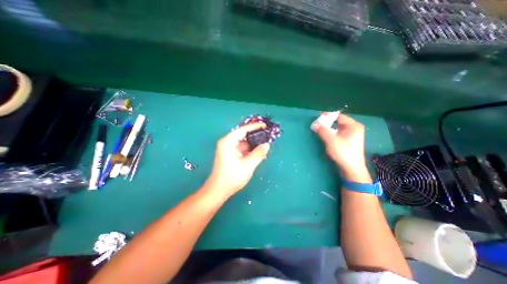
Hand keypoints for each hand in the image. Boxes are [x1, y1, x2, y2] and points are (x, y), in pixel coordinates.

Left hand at [204, 124, 270, 196]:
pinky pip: (243, 148)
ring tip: (265, 143)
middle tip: (267, 135)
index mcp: (228, 142)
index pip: (243, 130)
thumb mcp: (248, 165)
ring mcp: (229, 149)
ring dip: (253, 144)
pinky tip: (259, 151)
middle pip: (243, 135)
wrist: (219, 190)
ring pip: (244, 142)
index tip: (265, 125)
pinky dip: (250, 149)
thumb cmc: (232, 177)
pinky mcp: (231, 154)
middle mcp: (227, 142)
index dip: (254, 127)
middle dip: (255, 136)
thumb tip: (267, 144)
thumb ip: (258, 153)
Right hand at [312, 113, 370, 181]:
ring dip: (329, 128)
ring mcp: (352, 135)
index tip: (318, 118)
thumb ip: (322, 131)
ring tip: (320, 130)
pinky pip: (338, 133)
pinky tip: (326, 136)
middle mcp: (354, 129)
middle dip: (327, 122)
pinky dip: (331, 133)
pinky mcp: (348, 141)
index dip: (328, 116)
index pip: (339, 116)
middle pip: (338, 121)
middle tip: (318, 124)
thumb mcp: (331, 140)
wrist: (351, 169)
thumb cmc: (343, 153)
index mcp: (353, 126)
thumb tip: (314, 124)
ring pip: (338, 128)